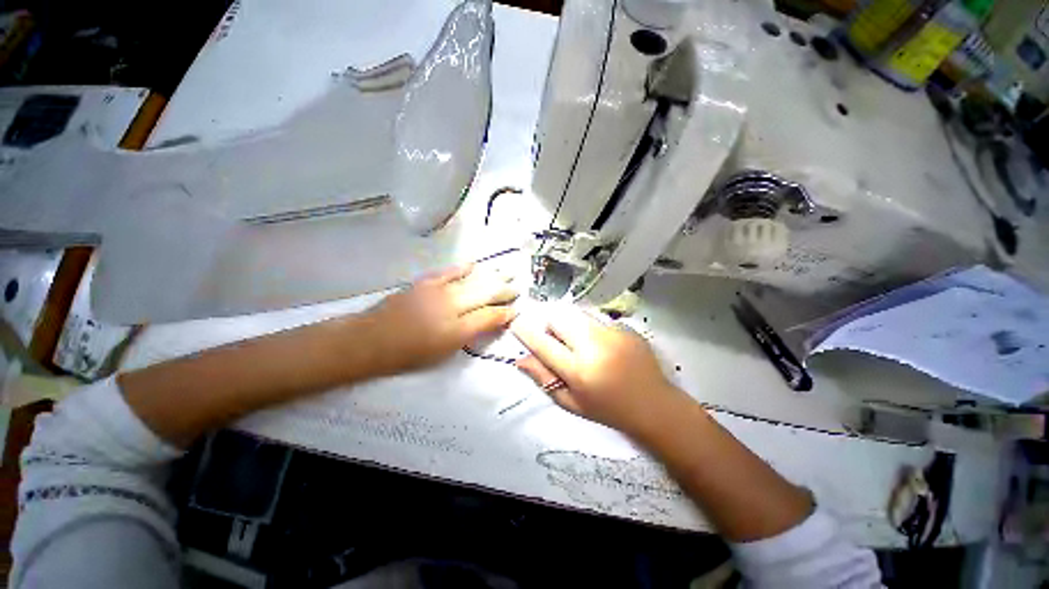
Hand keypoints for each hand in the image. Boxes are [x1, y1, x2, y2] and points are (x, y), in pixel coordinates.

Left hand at [360, 264, 518, 375]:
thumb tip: (487, 323)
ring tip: (506, 273)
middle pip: (485, 294)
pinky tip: (475, 265)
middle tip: (517, 287)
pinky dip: (464, 268)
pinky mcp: (424, 283)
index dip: (505, 313)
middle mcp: (451, 307)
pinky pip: (449, 272)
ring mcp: (437, 292)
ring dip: (491, 277)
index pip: (489, 317)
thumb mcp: (443, 353)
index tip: (515, 310)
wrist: (370, 340)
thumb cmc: (408, 355)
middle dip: (504, 291)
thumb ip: (468, 336)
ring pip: (472, 281)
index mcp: (457, 330)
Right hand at [511, 305, 685, 434]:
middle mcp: (594, 346)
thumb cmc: (608, 410)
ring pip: (578, 315)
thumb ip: (544, 378)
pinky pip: (597, 320)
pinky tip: (603, 346)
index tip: (516, 323)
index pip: (544, 345)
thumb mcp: (571, 402)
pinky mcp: (626, 327)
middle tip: (558, 340)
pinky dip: (591, 329)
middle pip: (560, 318)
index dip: (526, 332)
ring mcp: (613, 333)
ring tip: (581, 343)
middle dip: (552, 325)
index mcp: (579, 370)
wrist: (655, 405)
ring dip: (571, 324)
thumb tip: (520, 359)